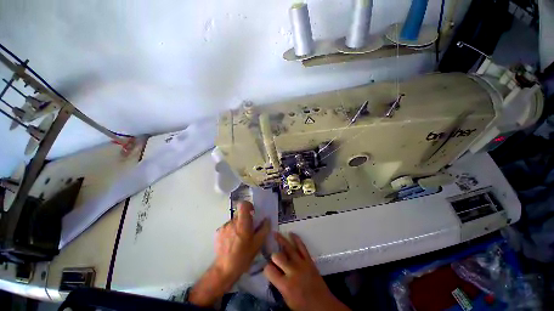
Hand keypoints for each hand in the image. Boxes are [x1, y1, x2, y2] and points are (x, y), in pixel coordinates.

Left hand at [189, 201, 269, 306]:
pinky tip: (233, 242)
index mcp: (243, 223)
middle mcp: (232, 222)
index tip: (252, 212)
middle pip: (240, 213)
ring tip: (240, 238)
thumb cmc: (243, 256)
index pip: (243, 204)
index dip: (248, 205)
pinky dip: (231, 230)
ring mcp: (224, 227)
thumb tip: (267, 219)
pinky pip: (228, 226)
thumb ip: (264, 229)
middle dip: (245, 218)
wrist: (224, 270)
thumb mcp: (258, 244)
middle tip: (249, 229)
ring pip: (234, 220)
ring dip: (238, 225)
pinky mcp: (218, 232)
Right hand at [263, 232, 349, 310]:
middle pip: (278, 257)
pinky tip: (291, 233)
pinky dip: (296, 239)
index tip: (267, 268)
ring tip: (275, 233)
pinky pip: (302, 246)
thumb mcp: (287, 300)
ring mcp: (301, 264)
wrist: (323, 305)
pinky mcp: (309, 260)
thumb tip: (273, 272)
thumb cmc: (303, 306)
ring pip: (289, 248)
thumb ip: (279, 285)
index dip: (266, 268)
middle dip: (273, 256)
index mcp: (285, 285)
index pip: (269, 270)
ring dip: (281, 239)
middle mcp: (292, 272)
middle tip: (273, 257)